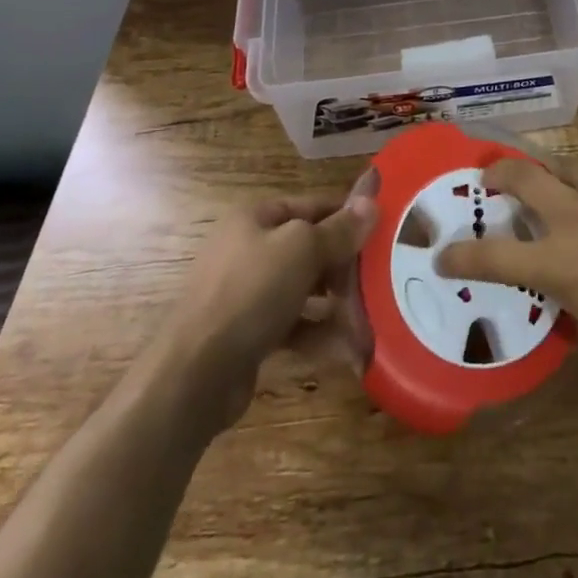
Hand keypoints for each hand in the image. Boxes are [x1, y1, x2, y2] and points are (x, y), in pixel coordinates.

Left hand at [166, 170, 376, 425]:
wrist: (194, 374)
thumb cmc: (251, 292)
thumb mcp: (302, 249)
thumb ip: (339, 229)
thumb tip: (372, 202)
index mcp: (255, 218)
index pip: (312, 206)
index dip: (347, 215)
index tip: (383, 230)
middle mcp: (249, 250)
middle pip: (310, 248)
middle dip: (345, 265)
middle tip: (380, 279)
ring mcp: (247, 294)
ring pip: (304, 289)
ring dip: (338, 302)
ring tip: (370, 316)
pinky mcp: (249, 334)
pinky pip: (294, 325)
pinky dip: (319, 333)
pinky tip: (348, 347)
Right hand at [435, 153, 577, 392]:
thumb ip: (575, 308)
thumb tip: (564, 293)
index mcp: (566, 263)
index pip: (495, 256)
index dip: (462, 253)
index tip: (443, 251)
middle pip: (528, 176)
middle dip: (500, 172)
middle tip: (491, 178)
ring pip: (575, 168)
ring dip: (559, 179)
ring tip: (562, 191)